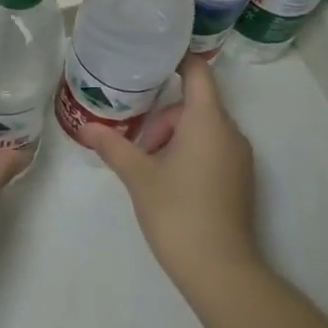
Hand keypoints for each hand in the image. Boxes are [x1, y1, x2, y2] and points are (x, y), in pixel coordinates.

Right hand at [78, 56, 260, 290]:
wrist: (221, 270)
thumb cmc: (177, 212)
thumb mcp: (138, 176)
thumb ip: (113, 146)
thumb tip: (86, 127)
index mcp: (208, 120)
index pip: (198, 72)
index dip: (177, 59)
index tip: (150, 57)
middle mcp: (230, 132)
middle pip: (194, 104)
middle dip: (162, 116)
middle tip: (136, 142)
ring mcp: (240, 157)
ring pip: (203, 128)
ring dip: (174, 137)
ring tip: (148, 166)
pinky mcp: (241, 179)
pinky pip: (213, 148)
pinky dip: (190, 152)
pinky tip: (168, 181)